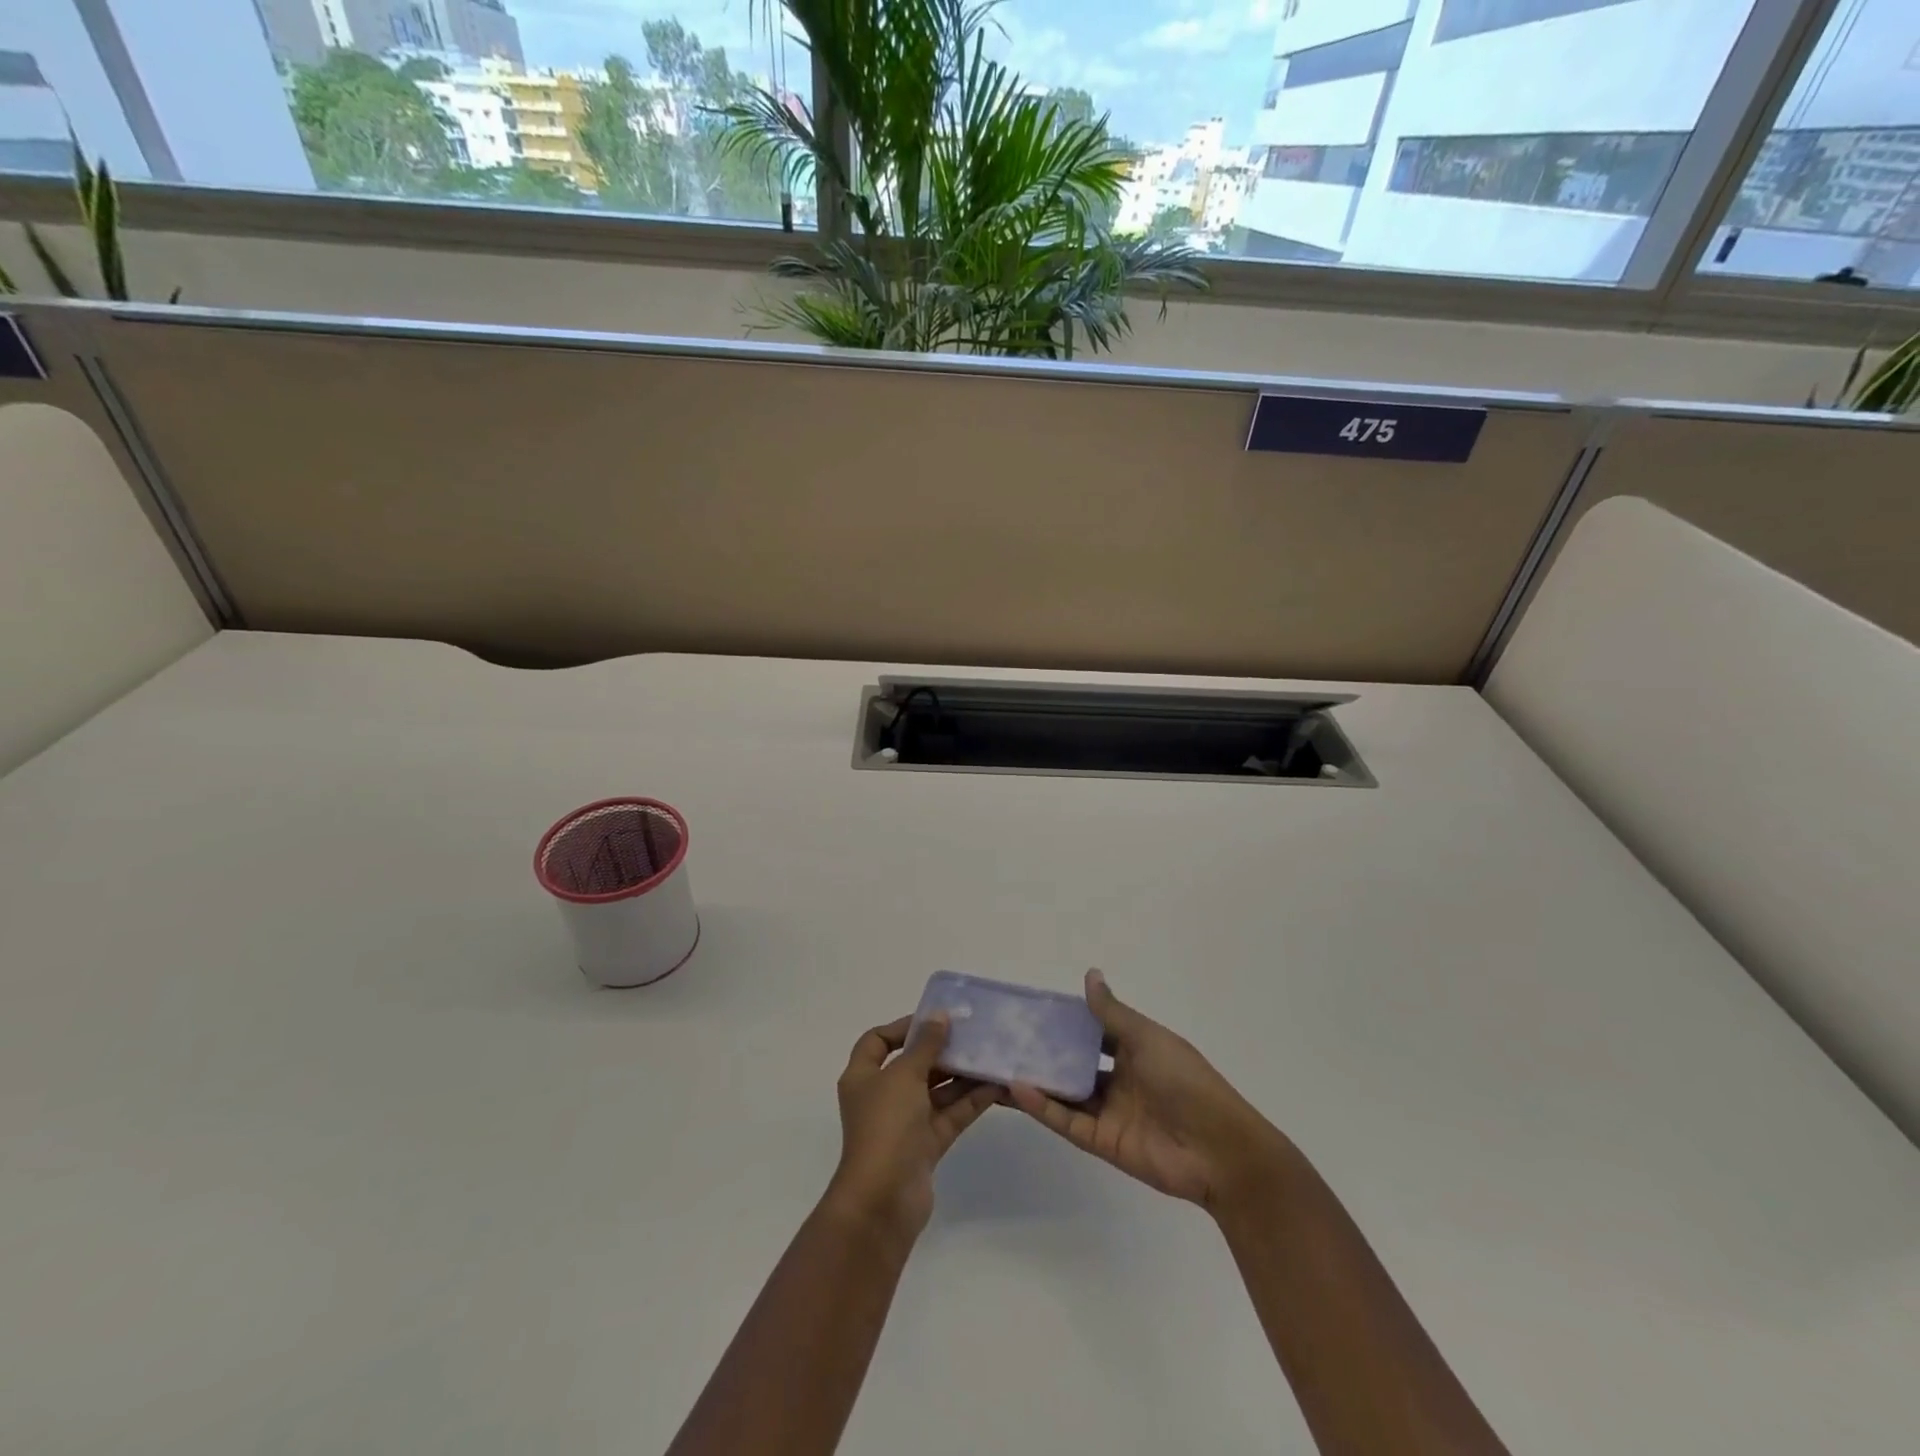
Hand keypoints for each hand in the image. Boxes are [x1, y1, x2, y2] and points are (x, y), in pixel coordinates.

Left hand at [824, 1014, 997, 1243]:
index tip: (935, 1020)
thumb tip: (939, 1015)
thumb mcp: (904, 1076)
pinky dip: (971, 1100)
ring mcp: (905, 1122)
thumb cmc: (885, 1126)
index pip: (878, 1041)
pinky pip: (951, 1114)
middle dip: (942, 1050)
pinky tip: (997, 1085)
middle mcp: (882, 1096)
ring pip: (937, 1090)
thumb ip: (925, 1044)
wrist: (883, 1201)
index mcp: (864, 1076)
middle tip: (974, 1034)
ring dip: (962, 1074)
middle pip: (913, 1064)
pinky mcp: (927, 1144)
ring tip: (992, 1054)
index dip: (903, 1027)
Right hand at [1009, 969, 1290, 1213]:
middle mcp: (1119, 1079)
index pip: (1093, 1031)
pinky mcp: (1102, 1142)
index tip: (1033, 1008)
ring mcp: (1110, 1112)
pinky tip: (1016, 1088)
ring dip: (1036, 1079)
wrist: (1219, 1150)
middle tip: (1006, 1037)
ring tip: (998, 1063)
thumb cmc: (1186, 1081)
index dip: (1067, 1021)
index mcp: (1135, 1050)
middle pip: (1075, 1063)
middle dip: (1045, 1052)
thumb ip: (1112, 1013)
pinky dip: (1042, 1106)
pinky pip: (1067, 1122)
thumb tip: (1090, 974)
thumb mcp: (1148, 1038)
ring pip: (1065, 1093)